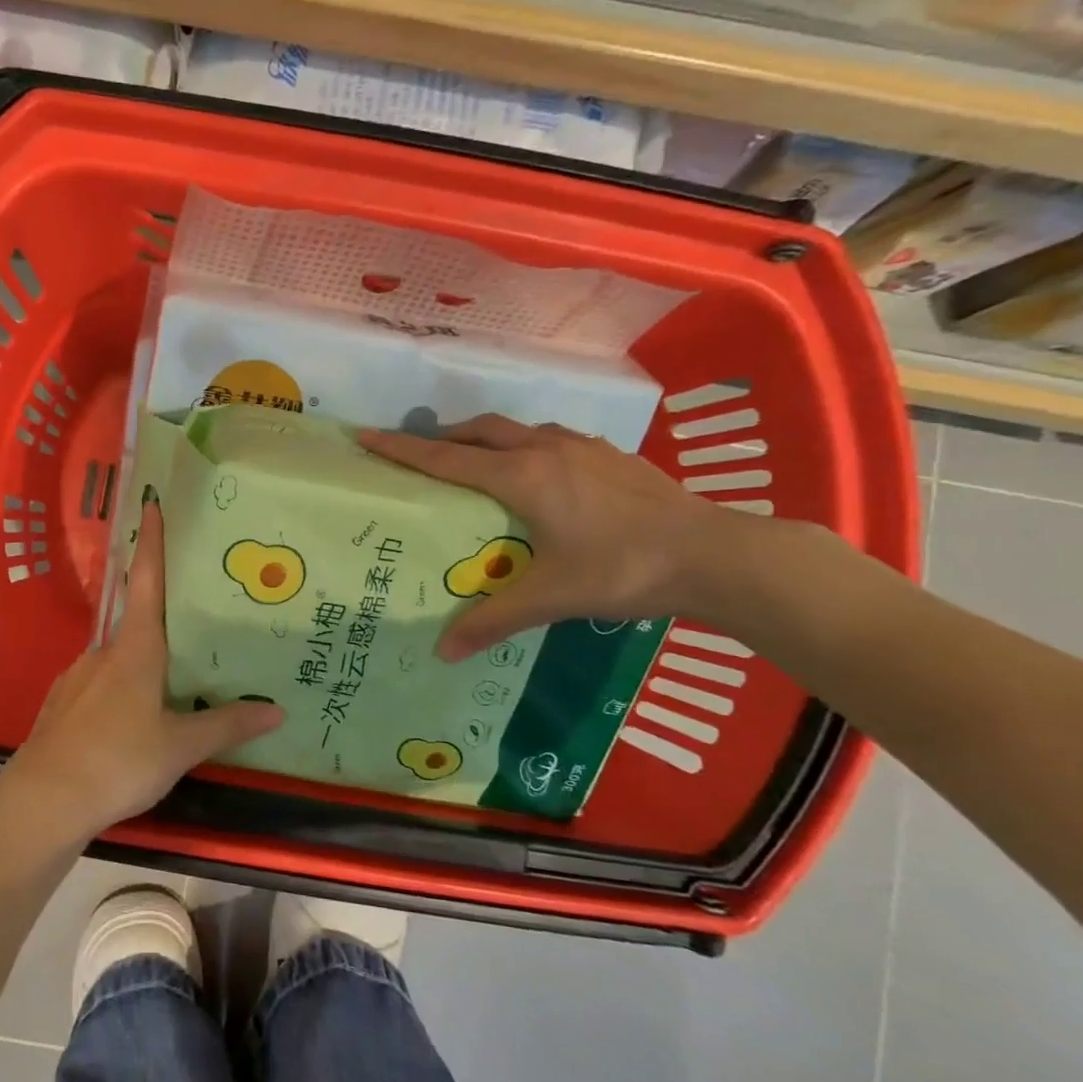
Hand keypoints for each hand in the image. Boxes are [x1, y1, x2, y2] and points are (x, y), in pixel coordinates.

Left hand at [0, 498, 284, 839]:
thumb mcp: (180, 746)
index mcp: (135, 649)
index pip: (146, 580)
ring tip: (170, 685)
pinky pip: (100, 684)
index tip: (152, 504)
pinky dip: (120, 689)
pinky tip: (130, 720)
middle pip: (137, 619)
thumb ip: (226, 725)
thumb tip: (277, 711)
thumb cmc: (118, 761)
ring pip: (119, 657)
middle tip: (196, 626)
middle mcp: (104, 652)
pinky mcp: (62, 704)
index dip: (151, 541)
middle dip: (164, 617)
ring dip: (143, 661)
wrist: (43, 801)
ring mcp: (77, 676)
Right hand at [359, 415, 739, 661]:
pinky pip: (552, 438)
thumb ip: (494, 620)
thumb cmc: (622, 569)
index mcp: (521, 476)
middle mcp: (545, 450)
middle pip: (479, 430)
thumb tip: (442, 653)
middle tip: (421, 453)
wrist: (716, 554)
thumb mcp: (552, 597)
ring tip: (475, 460)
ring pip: (518, 428)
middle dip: (443, 436)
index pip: (446, 458)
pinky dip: (526, 444)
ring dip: (486, 436)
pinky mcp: (612, 455)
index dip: (402, 448)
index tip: (366, 435)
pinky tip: (541, 471)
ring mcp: (583, 447)